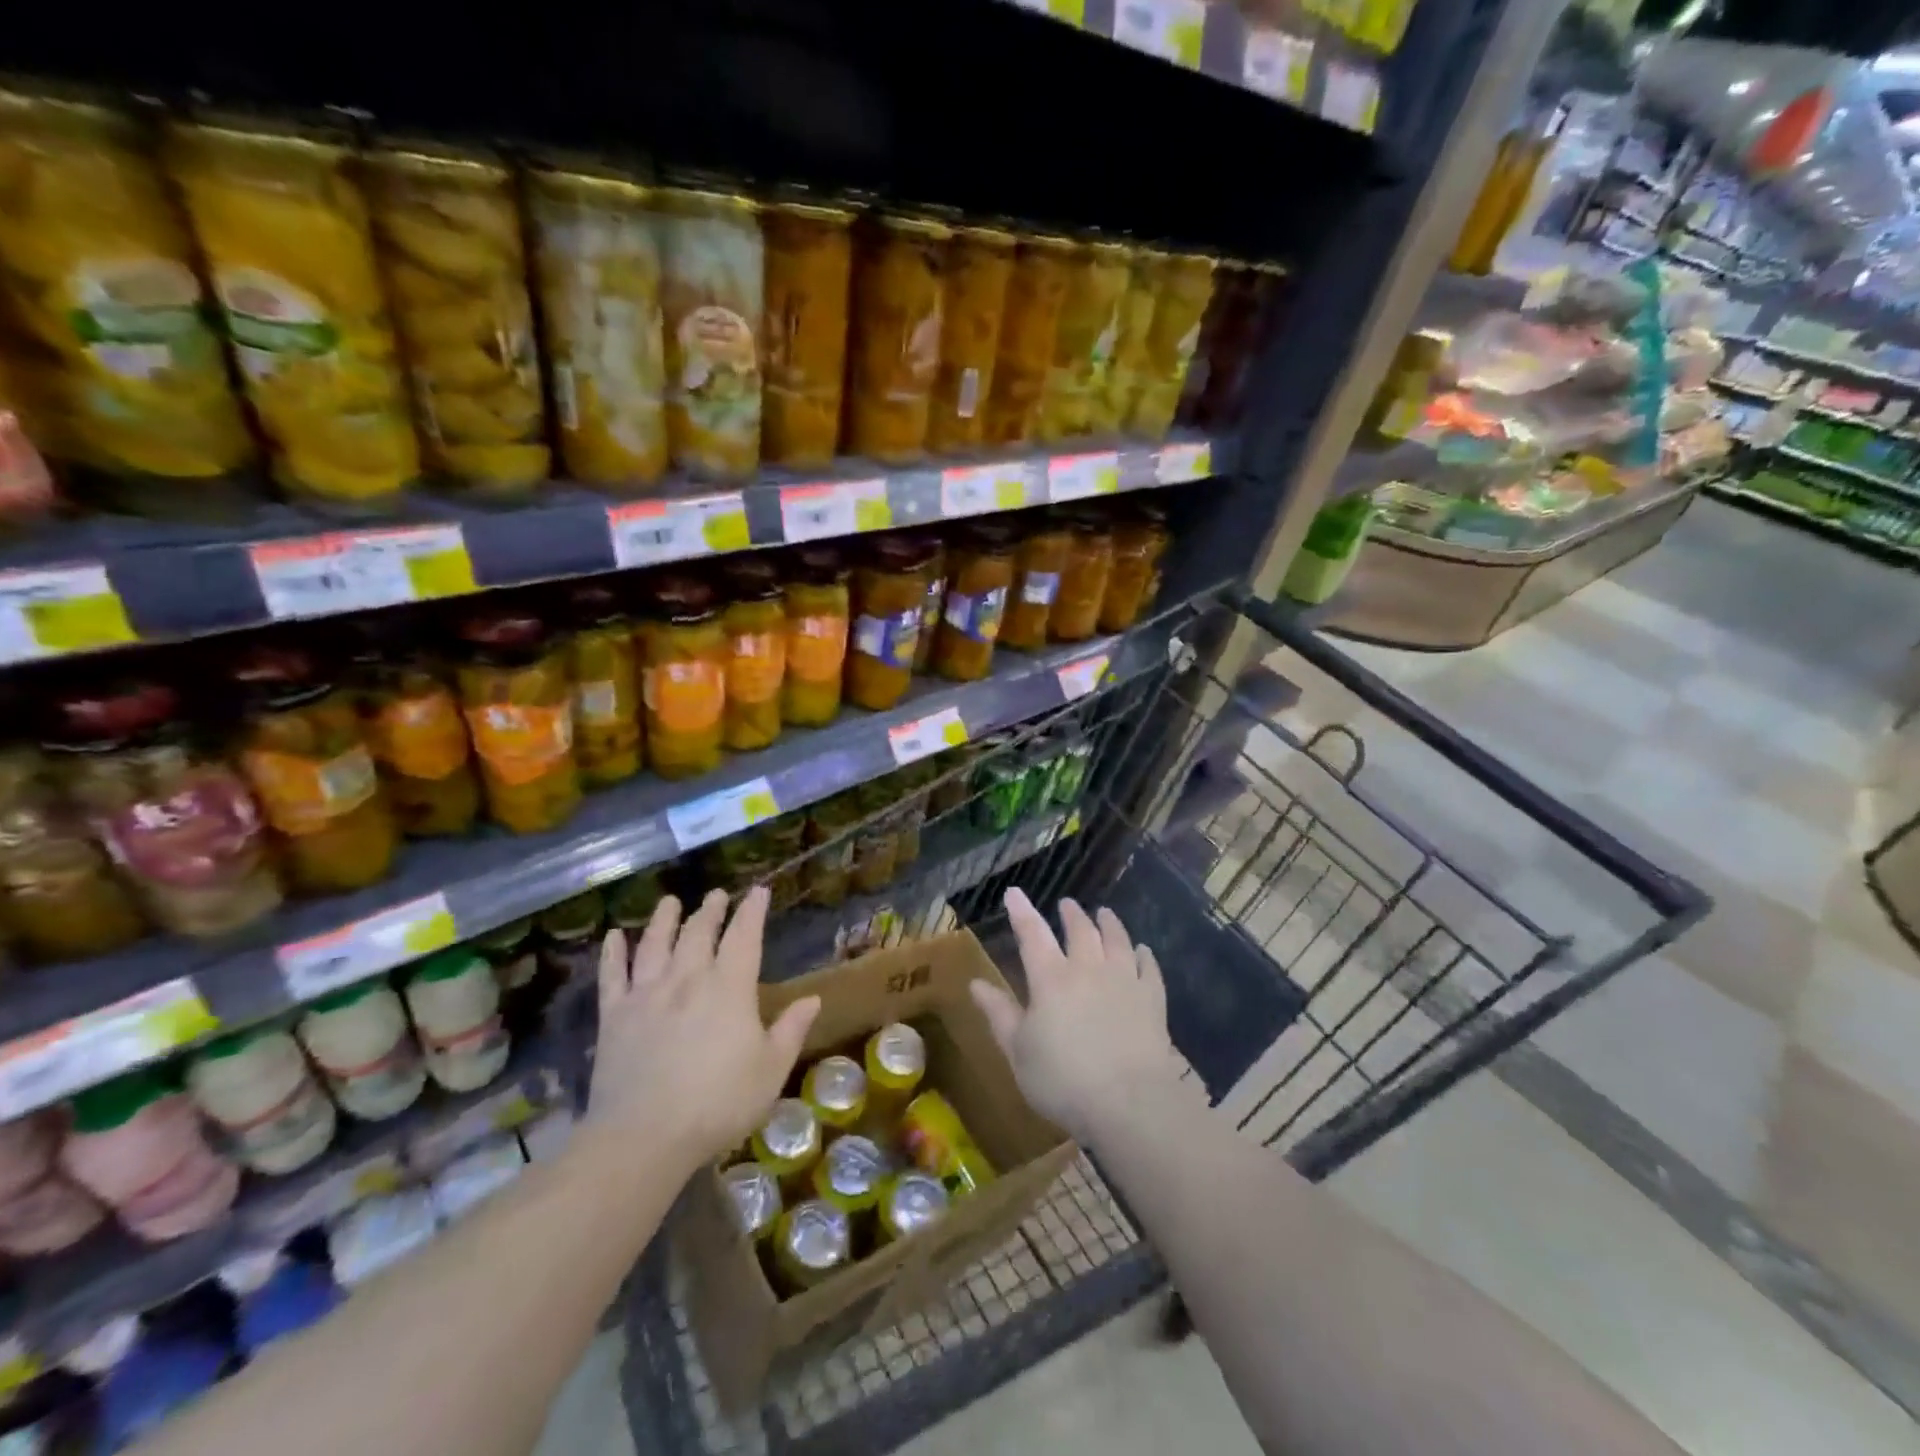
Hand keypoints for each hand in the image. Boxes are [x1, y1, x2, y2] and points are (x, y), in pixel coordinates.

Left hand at [585, 887, 818, 1181]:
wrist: (643, 1137)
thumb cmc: (718, 1104)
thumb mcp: (770, 1071)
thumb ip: (791, 1030)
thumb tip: (813, 999)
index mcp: (730, 988)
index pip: (744, 936)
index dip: (752, 911)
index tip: (758, 891)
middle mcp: (688, 979)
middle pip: (699, 932)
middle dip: (710, 910)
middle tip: (716, 894)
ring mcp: (647, 994)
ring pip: (656, 943)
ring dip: (664, 919)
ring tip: (670, 901)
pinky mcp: (614, 1016)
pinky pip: (612, 975)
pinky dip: (613, 953)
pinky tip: (615, 936)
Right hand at [968, 888, 1186, 1144]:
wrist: (1130, 1102)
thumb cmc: (1063, 1081)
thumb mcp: (1019, 1052)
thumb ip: (999, 1014)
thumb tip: (975, 984)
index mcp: (1051, 979)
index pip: (1032, 934)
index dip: (1022, 912)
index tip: (1014, 892)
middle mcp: (1088, 969)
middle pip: (1080, 931)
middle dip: (1071, 914)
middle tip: (1067, 904)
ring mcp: (1124, 980)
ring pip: (1117, 940)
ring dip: (1109, 923)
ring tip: (1104, 913)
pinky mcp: (1152, 999)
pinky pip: (1149, 967)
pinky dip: (1144, 954)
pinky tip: (1142, 951)